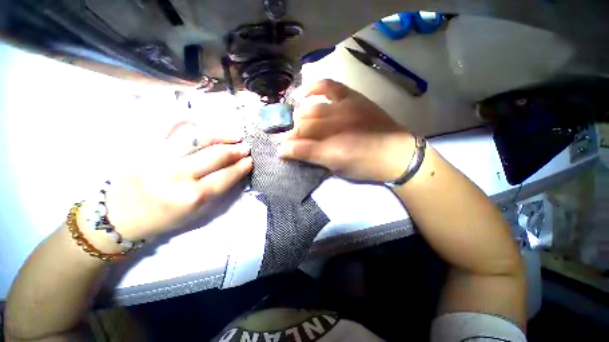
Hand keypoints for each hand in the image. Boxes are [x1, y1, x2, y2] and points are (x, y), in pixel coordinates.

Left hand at [102, 132, 252, 240]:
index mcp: (192, 197)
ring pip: (197, 138)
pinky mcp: (142, 148)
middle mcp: (177, 176)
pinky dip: (182, 118)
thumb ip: (217, 192)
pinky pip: (165, 126)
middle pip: (216, 155)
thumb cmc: (163, 219)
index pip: (226, 176)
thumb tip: (235, 171)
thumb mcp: (196, 213)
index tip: (250, 160)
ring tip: (233, 135)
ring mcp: (158, 158)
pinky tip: (198, 119)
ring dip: (220, 135)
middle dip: (236, 150)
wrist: (119, 217)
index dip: (242, 167)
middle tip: (245, 147)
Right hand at [279, 79, 414, 181]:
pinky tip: (303, 93)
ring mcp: (344, 109)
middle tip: (285, 138)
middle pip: (303, 127)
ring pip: (311, 110)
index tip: (279, 150)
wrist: (396, 154)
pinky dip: (314, 87)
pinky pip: (329, 86)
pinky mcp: (352, 98)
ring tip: (293, 121)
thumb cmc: (365, 166)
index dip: (286, 148)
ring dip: (298, 117)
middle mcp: (335, 128)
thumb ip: (313, 158)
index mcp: (332, 150)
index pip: (300, 147)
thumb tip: (289, 152)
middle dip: (290, 134)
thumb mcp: (337, 168)